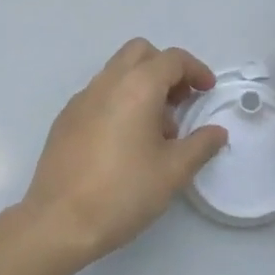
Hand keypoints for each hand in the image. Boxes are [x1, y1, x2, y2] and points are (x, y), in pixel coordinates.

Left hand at [19, 39, 228, 270]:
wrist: (58, 222)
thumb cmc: (123, 192)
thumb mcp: (173, 172)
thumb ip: (200, 145)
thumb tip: (216, 132)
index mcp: (137, 87)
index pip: (172, 59)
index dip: (195, 70)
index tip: (207, 91)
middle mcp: (107, 82)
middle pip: (141, 52)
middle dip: (165, 68)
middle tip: (180, 101)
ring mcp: (82, 98)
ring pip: (117, 71)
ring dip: (142, 85)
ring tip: (155, 130)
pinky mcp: (65, 118)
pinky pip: (99, 94)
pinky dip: (119, 101)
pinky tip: (124, 141)